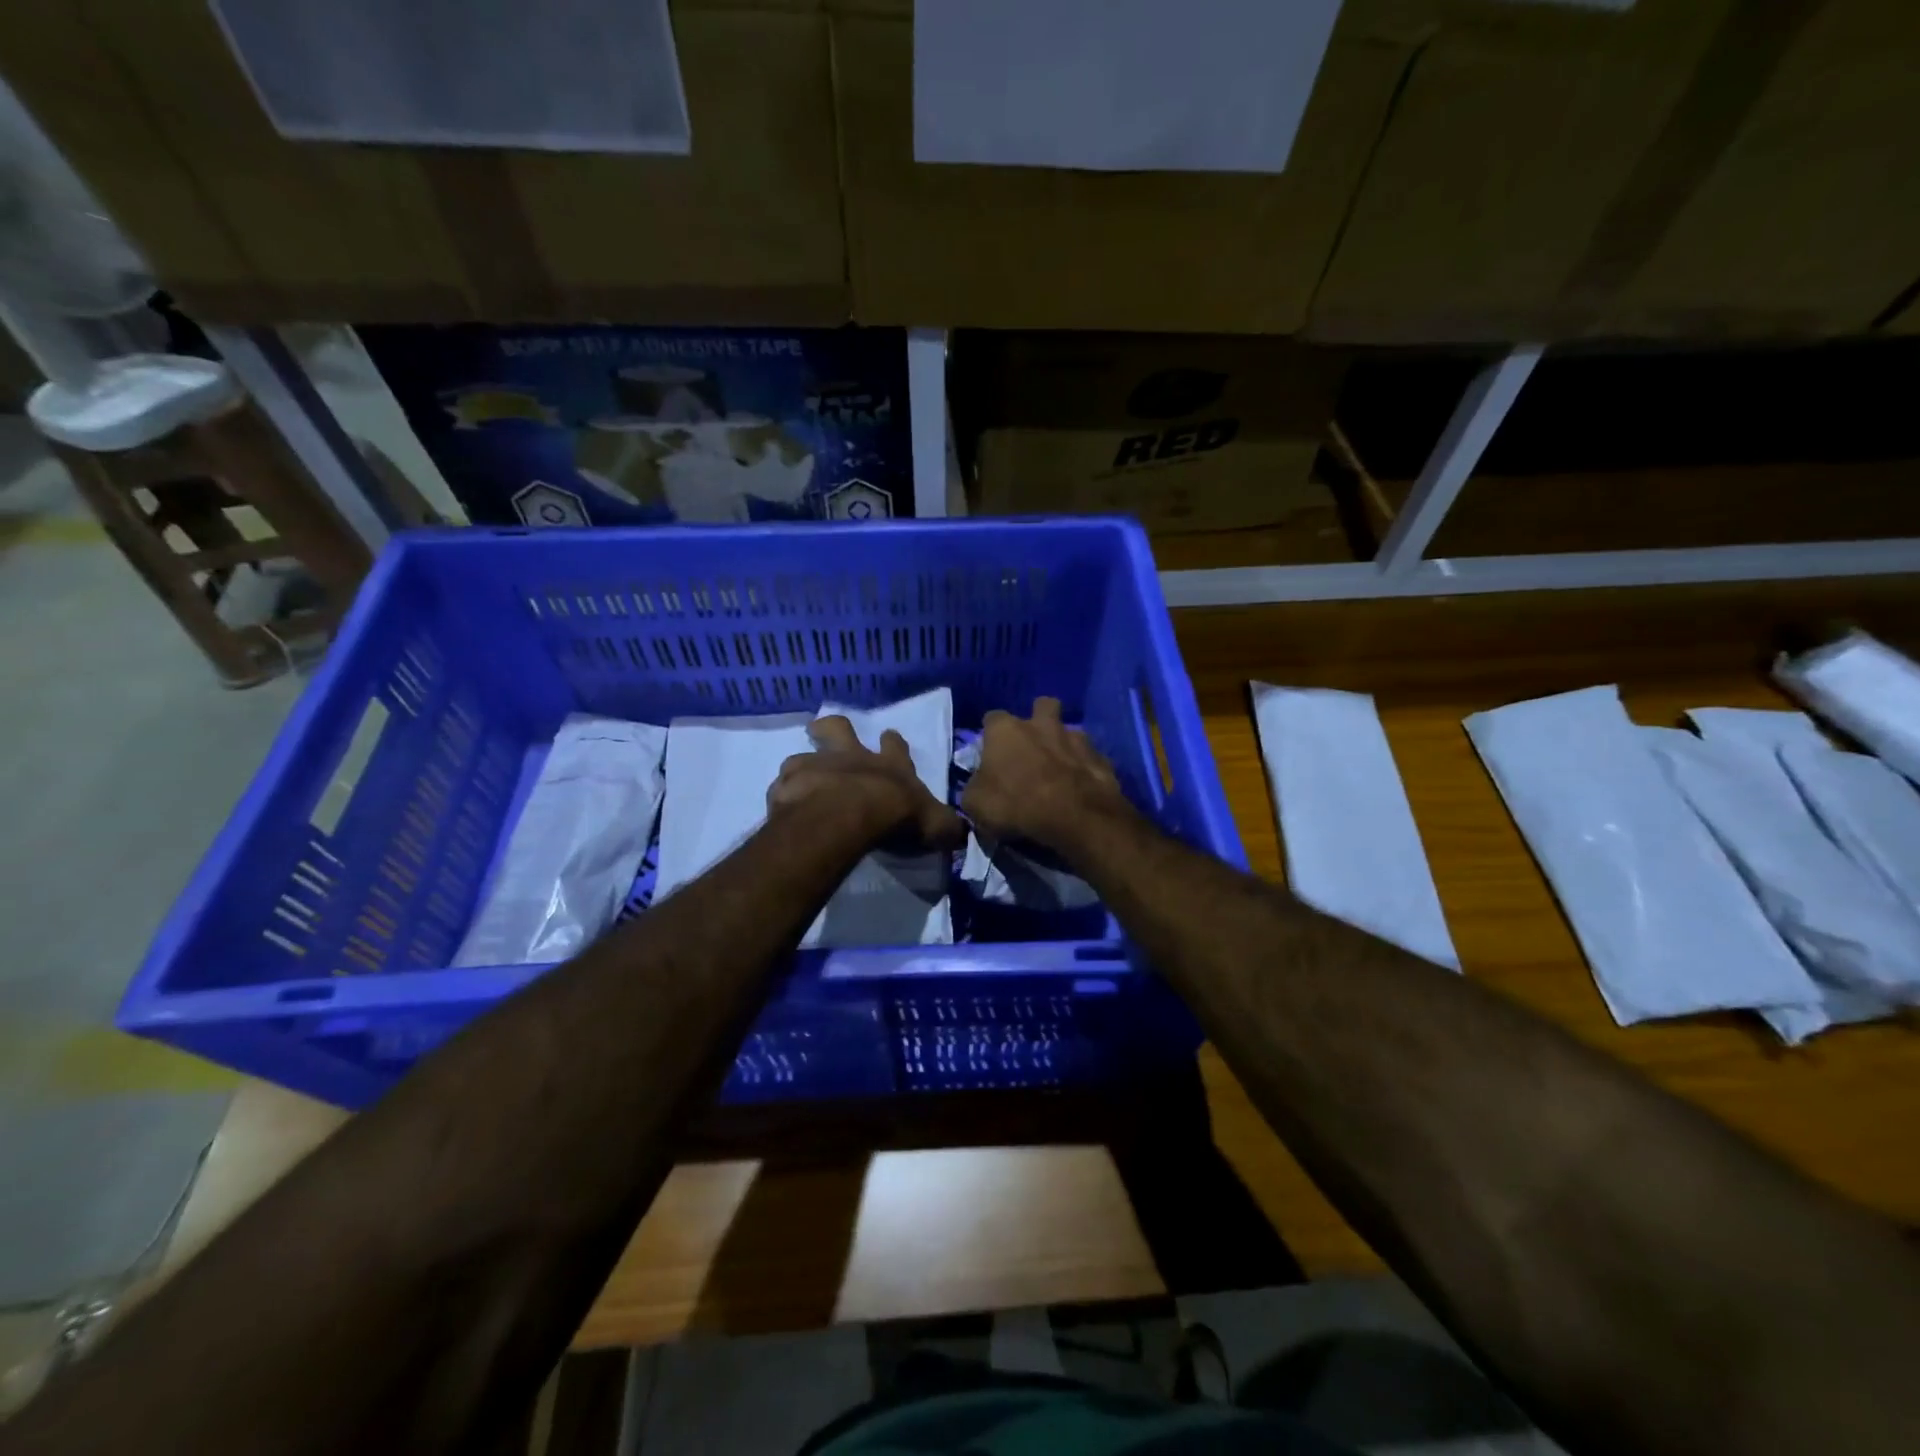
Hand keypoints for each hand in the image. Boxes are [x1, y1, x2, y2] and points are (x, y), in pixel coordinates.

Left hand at [769, 716, 965, 851]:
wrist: (850, 815)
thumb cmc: (897, 815)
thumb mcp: (934, 824)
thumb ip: (944, 826)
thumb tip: (959, 832)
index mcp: (889, 765)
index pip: (895, 746)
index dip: (893, 742)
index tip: (889, 736)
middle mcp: (851, 758)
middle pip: (838, 728)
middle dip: (832, 728)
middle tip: (822, 730)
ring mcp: (816, 767)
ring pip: (803, 756)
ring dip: (803, 766)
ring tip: (798, 782)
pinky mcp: (788, 785)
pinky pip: (781, 787)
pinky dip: (783, 795)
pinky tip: (783, 808)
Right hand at [961, 697, 1132, 850]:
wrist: (1074, 817)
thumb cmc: (1016, 805)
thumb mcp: (975, 805)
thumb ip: (975, 788)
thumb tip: (980, 787)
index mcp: (1005, 730)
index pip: (991, 718)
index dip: (990, 735)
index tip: (991, 754)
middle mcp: (1041, 724)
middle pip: (1041, 706)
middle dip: (1038, 720)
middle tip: (1033, 747)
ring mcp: (1076, 738)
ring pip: (1070, 731)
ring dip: (1064, 744)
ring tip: (1060, 769)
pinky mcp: (1100, 758)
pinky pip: (1090, 758)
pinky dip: (1085, 768)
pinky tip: (1081, 787)